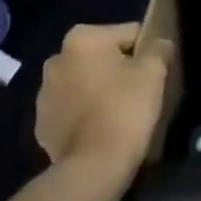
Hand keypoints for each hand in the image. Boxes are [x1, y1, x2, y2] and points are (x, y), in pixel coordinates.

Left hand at [36, 23, 172, 183]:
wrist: (93, 167)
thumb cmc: (125, 108)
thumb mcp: (154, 70)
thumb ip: (158, 47)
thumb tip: (158, 43)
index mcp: (82, 39)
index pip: (129, 33)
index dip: (147, 52)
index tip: (155, 73)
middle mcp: (56, 60)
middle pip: (103, 56)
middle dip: (119, 68)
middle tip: (139, 91)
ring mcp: (44, 95)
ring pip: (86, 82)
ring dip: (100, 90)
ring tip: (121, 112)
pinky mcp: (42, 125)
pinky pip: (73, 108)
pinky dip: (86, 113)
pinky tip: (102, 128)